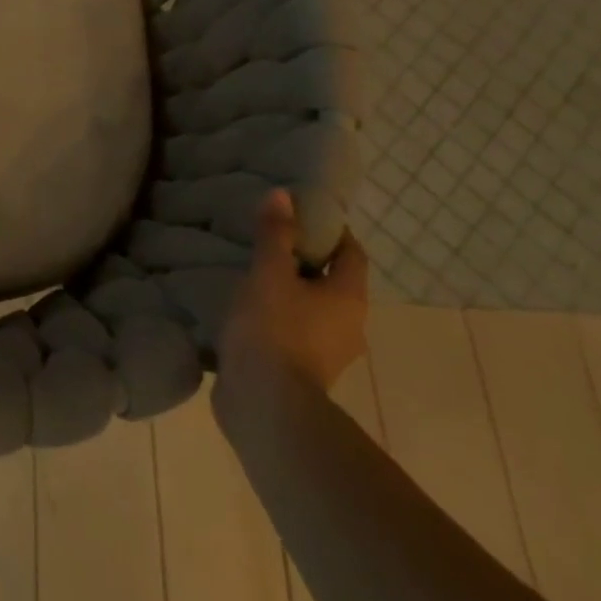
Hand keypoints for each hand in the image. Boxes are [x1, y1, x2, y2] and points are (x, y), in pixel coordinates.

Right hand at [221, 190, 367, 391]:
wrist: (265, 405)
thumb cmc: (274, 329)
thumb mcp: (269, 273)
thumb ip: (275, 235)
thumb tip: (284, 195)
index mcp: (349, 298)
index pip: (352, 254)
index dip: (331, 232)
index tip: (301, 217)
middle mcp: (349, 326)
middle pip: (334, 283)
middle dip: (306, 262)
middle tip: (270, 243)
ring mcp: (328, 355)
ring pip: (313, 311)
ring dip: (290, 294)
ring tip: (253, 276)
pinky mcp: (302, 374)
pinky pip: (294, 335)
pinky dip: (278, 320)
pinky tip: (248, 313)